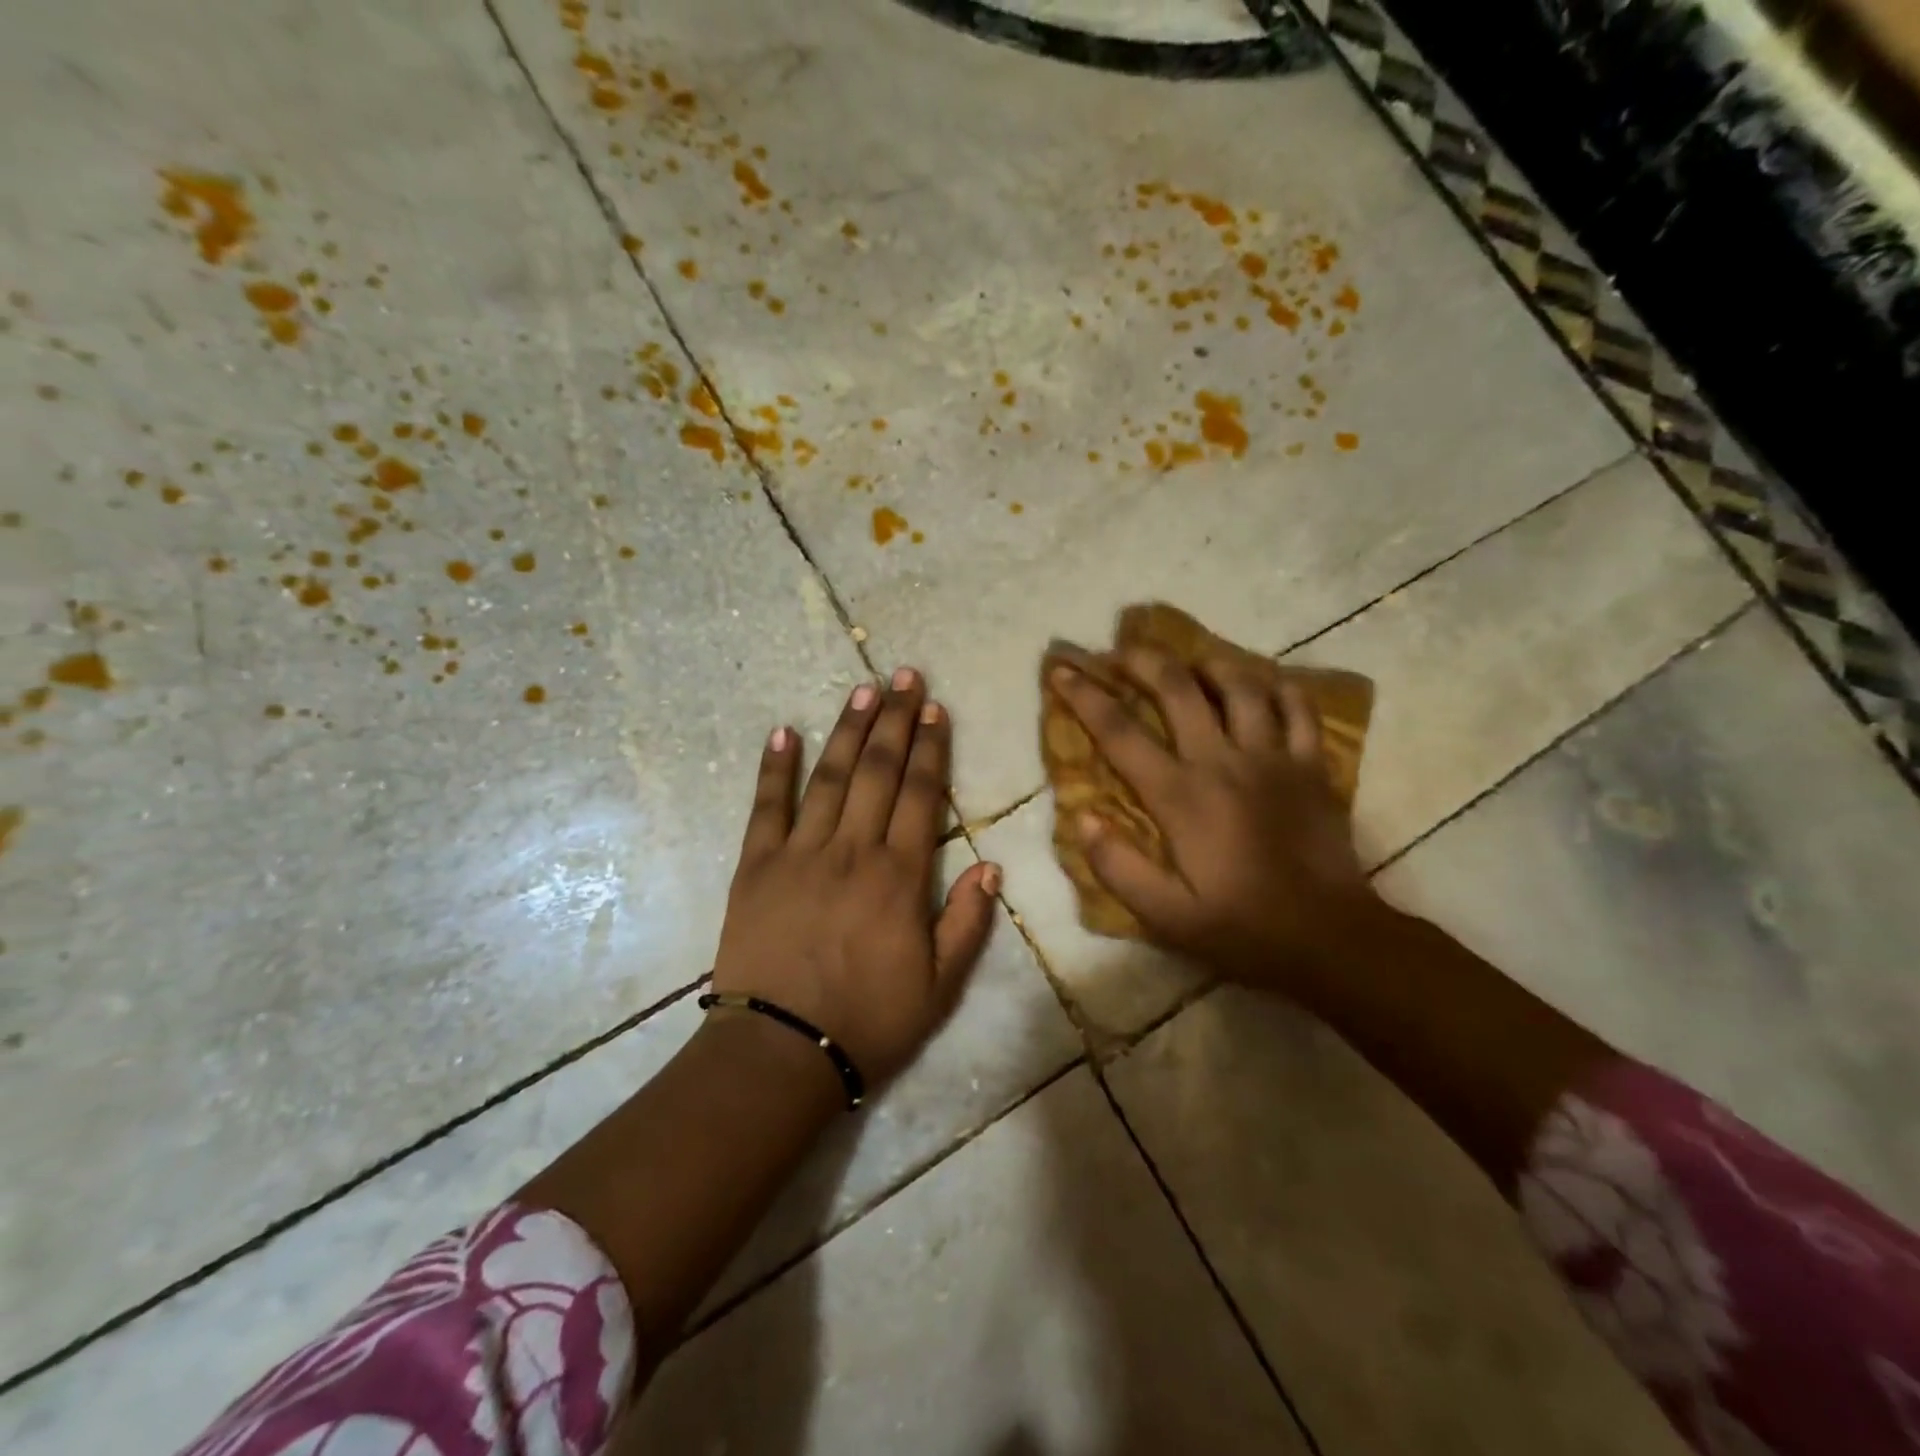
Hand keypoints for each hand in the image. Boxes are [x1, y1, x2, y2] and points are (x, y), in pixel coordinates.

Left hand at [710, 668, 1000, 1087]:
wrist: (781, 1052)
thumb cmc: (868, 1020)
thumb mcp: (939, 986)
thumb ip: (967, 922)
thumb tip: (991, 865)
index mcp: (899, 876)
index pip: (922, 795)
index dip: (931, 748)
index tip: (936, 709)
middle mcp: (853, 849)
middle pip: (878, 771)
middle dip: (896, 720)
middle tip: (904, 676)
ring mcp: (800, 853)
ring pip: (829, 777)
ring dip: (848, 730)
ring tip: (863, 690)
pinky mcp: (756, 866)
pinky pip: (766, 807)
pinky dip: (774, 767)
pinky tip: (783, 732)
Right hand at [1050, 648, 1381, 994]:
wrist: (1332, 939)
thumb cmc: (1242, 928)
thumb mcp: (1165, 915)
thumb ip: (1117, 866)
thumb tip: (1083, 817)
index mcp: (1181, 795)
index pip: (1120, 732)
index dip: (1085, 696)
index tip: (1061, 669)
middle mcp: (1223, 762)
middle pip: (1178, 688)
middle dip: (1142, 660)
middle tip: (1119, 650)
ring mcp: (1273, 758)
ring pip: (1240, 685)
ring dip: (1208, 663)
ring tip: (1190, 661)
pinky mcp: (1311, 766)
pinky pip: (1298, 708)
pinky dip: (1278, 686)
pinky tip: (1262, 683)